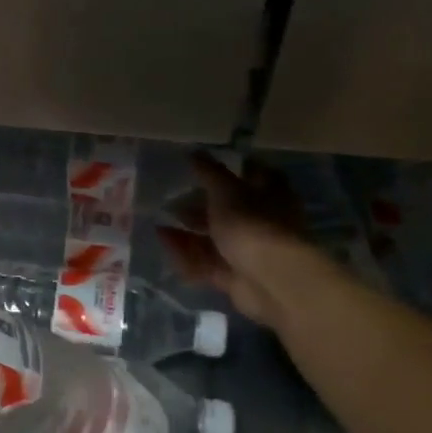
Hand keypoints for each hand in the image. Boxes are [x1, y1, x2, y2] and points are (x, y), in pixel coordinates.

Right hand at [156, 154, 331, 328]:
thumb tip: (195, 152)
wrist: (271, 280)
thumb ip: (209, 172)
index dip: (232, 168)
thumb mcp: (226, 190)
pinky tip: (163, 242)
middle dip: (201, 205)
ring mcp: (250, 251)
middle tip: (173, 198)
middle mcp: (264, 222)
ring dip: (189, 231)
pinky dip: (185, 252)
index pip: (255, 174)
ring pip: (216, 238)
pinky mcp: (236, 277)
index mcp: (271, 195)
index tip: (203, 166)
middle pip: (230, 210)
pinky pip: (206, 262)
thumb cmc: (252, 224)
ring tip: (160, 222)